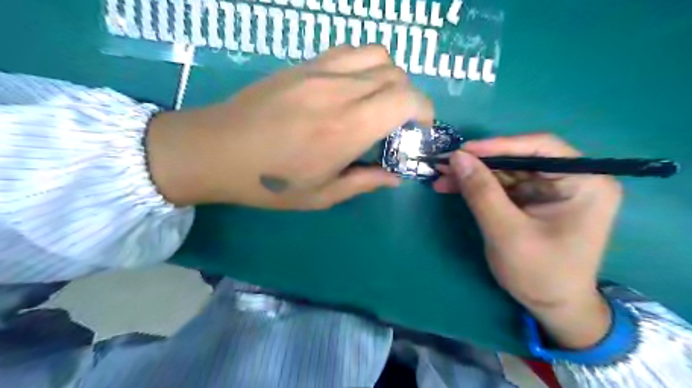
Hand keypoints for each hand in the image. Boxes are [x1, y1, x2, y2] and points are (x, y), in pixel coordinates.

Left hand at [148, 43, 430, 208]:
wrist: (215, 150)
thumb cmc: (269, 182)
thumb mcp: (321, 195)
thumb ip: (364, 182)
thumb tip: (394, 177)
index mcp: (347, 128)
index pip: (406, 99)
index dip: (424, 111)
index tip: (419, 130)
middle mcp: (339, 91)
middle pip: (397, 75)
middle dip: (409, 98)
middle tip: (397, 123)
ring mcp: (319, 71)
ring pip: (377, 55)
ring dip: (390, 77)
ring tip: (378, 102)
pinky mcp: (303, 64)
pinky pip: (349, 51)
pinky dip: (365, 65)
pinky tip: (352, 89)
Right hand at [431, 134, 622, 348]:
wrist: (552, 307)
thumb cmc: (539, 273)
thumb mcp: (506, 231)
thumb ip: (482, 192)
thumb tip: (457, 157)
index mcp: (584, 182)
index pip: (541, 147)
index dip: (499, 145)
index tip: (464, 151)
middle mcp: (571, 180)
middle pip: (519, 159)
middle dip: (479, 163)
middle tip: (445, 164)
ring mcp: (550, 190)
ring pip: (506, 172)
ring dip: (473, 175)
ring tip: (441, 176)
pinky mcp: (533, 201)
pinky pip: (502, 186)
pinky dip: (477, 187)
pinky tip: (453, 187)